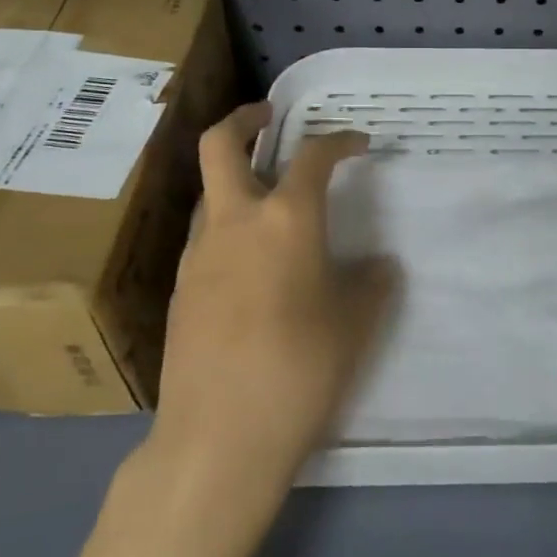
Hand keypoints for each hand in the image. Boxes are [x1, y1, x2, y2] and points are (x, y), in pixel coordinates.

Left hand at [145, 102, 396, 501]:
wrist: (218, 438)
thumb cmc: (300, 369)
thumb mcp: (355, 324)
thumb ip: (371, 284)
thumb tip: (378, 266)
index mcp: (285, 220)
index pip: (313, 157)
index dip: (339, 141)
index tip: (359, 144)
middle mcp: (234, 223)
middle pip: (221, 145)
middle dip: (246, 120)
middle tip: (270, 118)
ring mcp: (197, 255)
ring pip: (208, 192)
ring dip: (233, 177)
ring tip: (267, 199)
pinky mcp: (179, 290)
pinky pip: (204, 236)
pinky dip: (227, 225)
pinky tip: (250, 262)